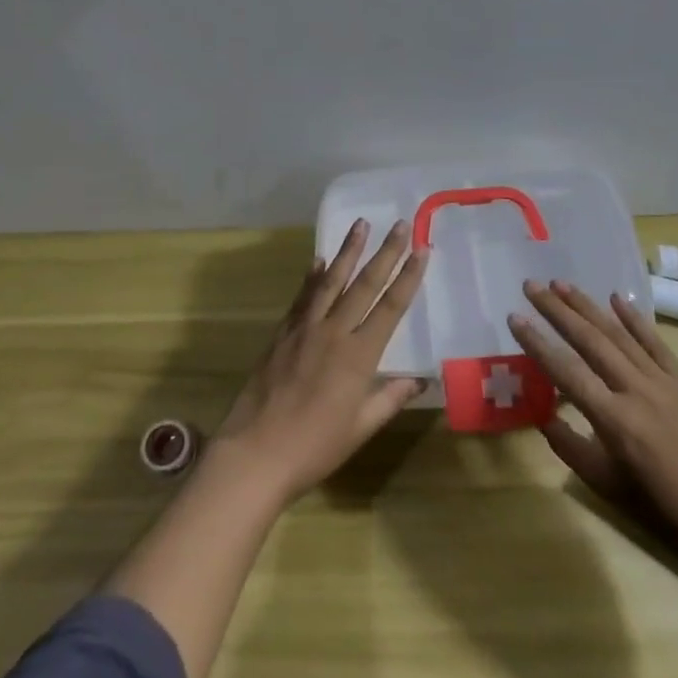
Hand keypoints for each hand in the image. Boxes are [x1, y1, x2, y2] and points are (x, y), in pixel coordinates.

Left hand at [212, 218, 428, 504]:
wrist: (255, 452)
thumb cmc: (315, 447)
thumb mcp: (361, 427)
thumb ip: (389, 398)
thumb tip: (418, 380)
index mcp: (359, 355)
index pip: (391, 307)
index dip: (408, 276)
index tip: (422, 249)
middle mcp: (334, 332)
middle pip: (364, 284)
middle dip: (385, 252)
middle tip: (400, 224)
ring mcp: (305, 329)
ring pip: (331, 281)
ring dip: (348, 251)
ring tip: (361, 224)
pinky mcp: (282, 333)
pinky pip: (302, 297)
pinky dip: (312, 276)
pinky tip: (319, 261)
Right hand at [509, 281, 677, 565]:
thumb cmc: (660, 505)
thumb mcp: (605, 483)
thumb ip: (569, 446)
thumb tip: (543, 414)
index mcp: (614, 420)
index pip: (566, 371)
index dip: (537, 343)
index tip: (514, 317)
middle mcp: (636, 391)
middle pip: (590, 341)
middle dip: (558, 311)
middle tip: (532, 286)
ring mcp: (663, 381)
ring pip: (619, 335)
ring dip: (589, 306)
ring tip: (562, 284)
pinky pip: (656, 343)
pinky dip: (635, 319)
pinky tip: (617, 297)